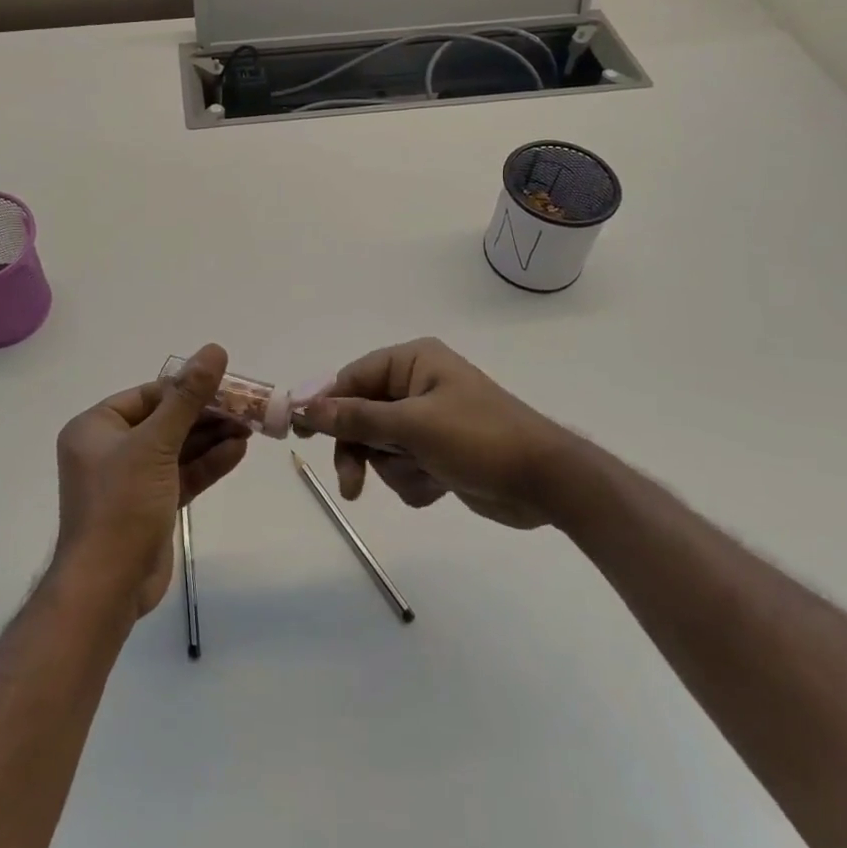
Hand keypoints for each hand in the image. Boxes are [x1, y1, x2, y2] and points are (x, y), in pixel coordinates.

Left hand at [52, 344, 248, 617]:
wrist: (107, 588)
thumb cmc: (121, 504)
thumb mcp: (156, 443)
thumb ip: (187, 397)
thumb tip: (213, 350)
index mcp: (96, 428)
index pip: (148, 395)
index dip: (187, 388)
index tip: (225, 384)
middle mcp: (110, 449)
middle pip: (166, 420)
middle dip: (205, 415)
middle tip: (246, 407)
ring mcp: (131, 479)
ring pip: (178, 448)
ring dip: (212, 438)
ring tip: (250, 426)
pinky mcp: (151, 505)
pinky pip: (182, 474)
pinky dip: (208, 463)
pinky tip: (238, 451)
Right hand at [294, 337, 572, 529]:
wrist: (546, 484)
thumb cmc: (480, 439)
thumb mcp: (414, 427)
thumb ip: (358, 417)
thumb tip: (306, 406)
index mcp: (413, 362)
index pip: (353, 378)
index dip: (326, 404)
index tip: (300, 433)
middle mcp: (417, 385)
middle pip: (362, 415)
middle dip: (362, 450)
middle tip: (352, 484)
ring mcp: (428, 420)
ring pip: (380, 446)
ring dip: (395, 469)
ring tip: (426, 476)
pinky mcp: (439, 452)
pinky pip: (403, 467)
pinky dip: (414, 481)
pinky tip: (441, 484)